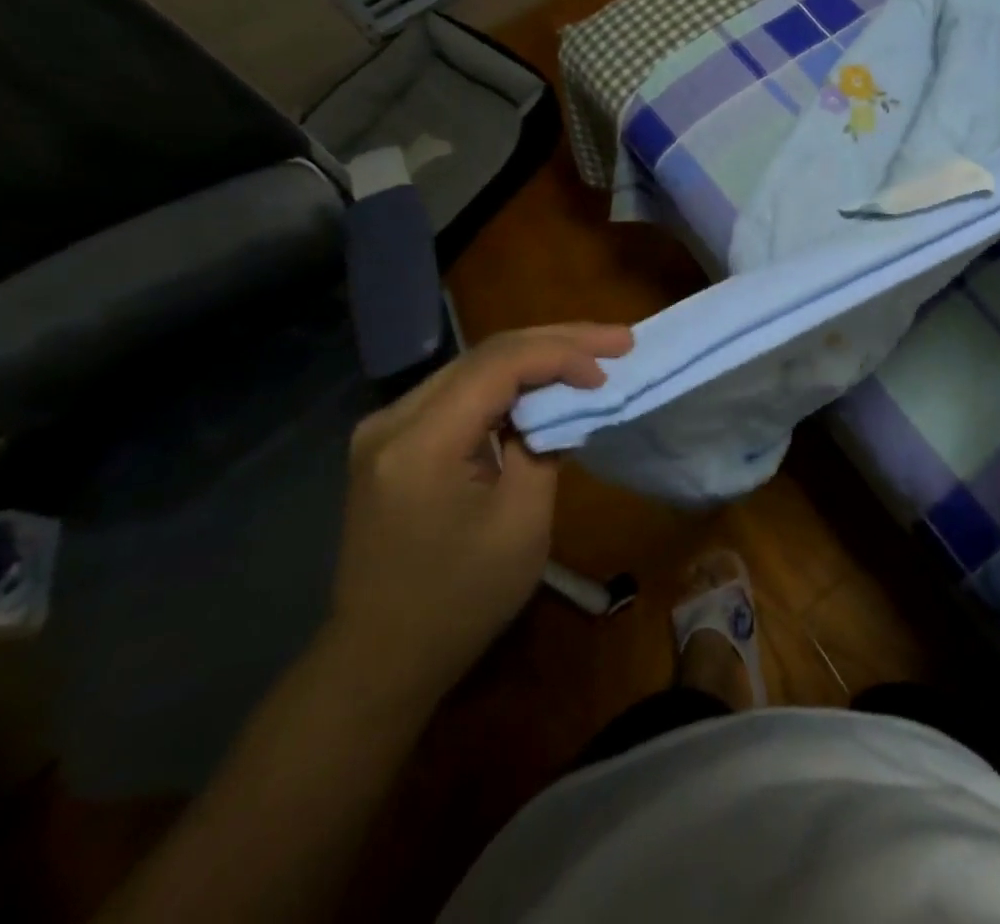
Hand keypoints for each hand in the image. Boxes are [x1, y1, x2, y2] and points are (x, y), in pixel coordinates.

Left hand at [324, 323, 633, 705]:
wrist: (380, 660)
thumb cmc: (460, 601)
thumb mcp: (520, 523)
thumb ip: (543, 446)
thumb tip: (562, 404)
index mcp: (420, 442)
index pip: (498, 365)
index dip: (561, 356)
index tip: (608, 371)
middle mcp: (393, 419)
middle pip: (486, 354)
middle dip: (558, 341)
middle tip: (618, 340)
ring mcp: (387, 428)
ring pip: (475, 366)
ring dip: (537, 356)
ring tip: (593, 352)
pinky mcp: (394, 441)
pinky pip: (461, 391)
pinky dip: (510, 382)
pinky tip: (546, 381)